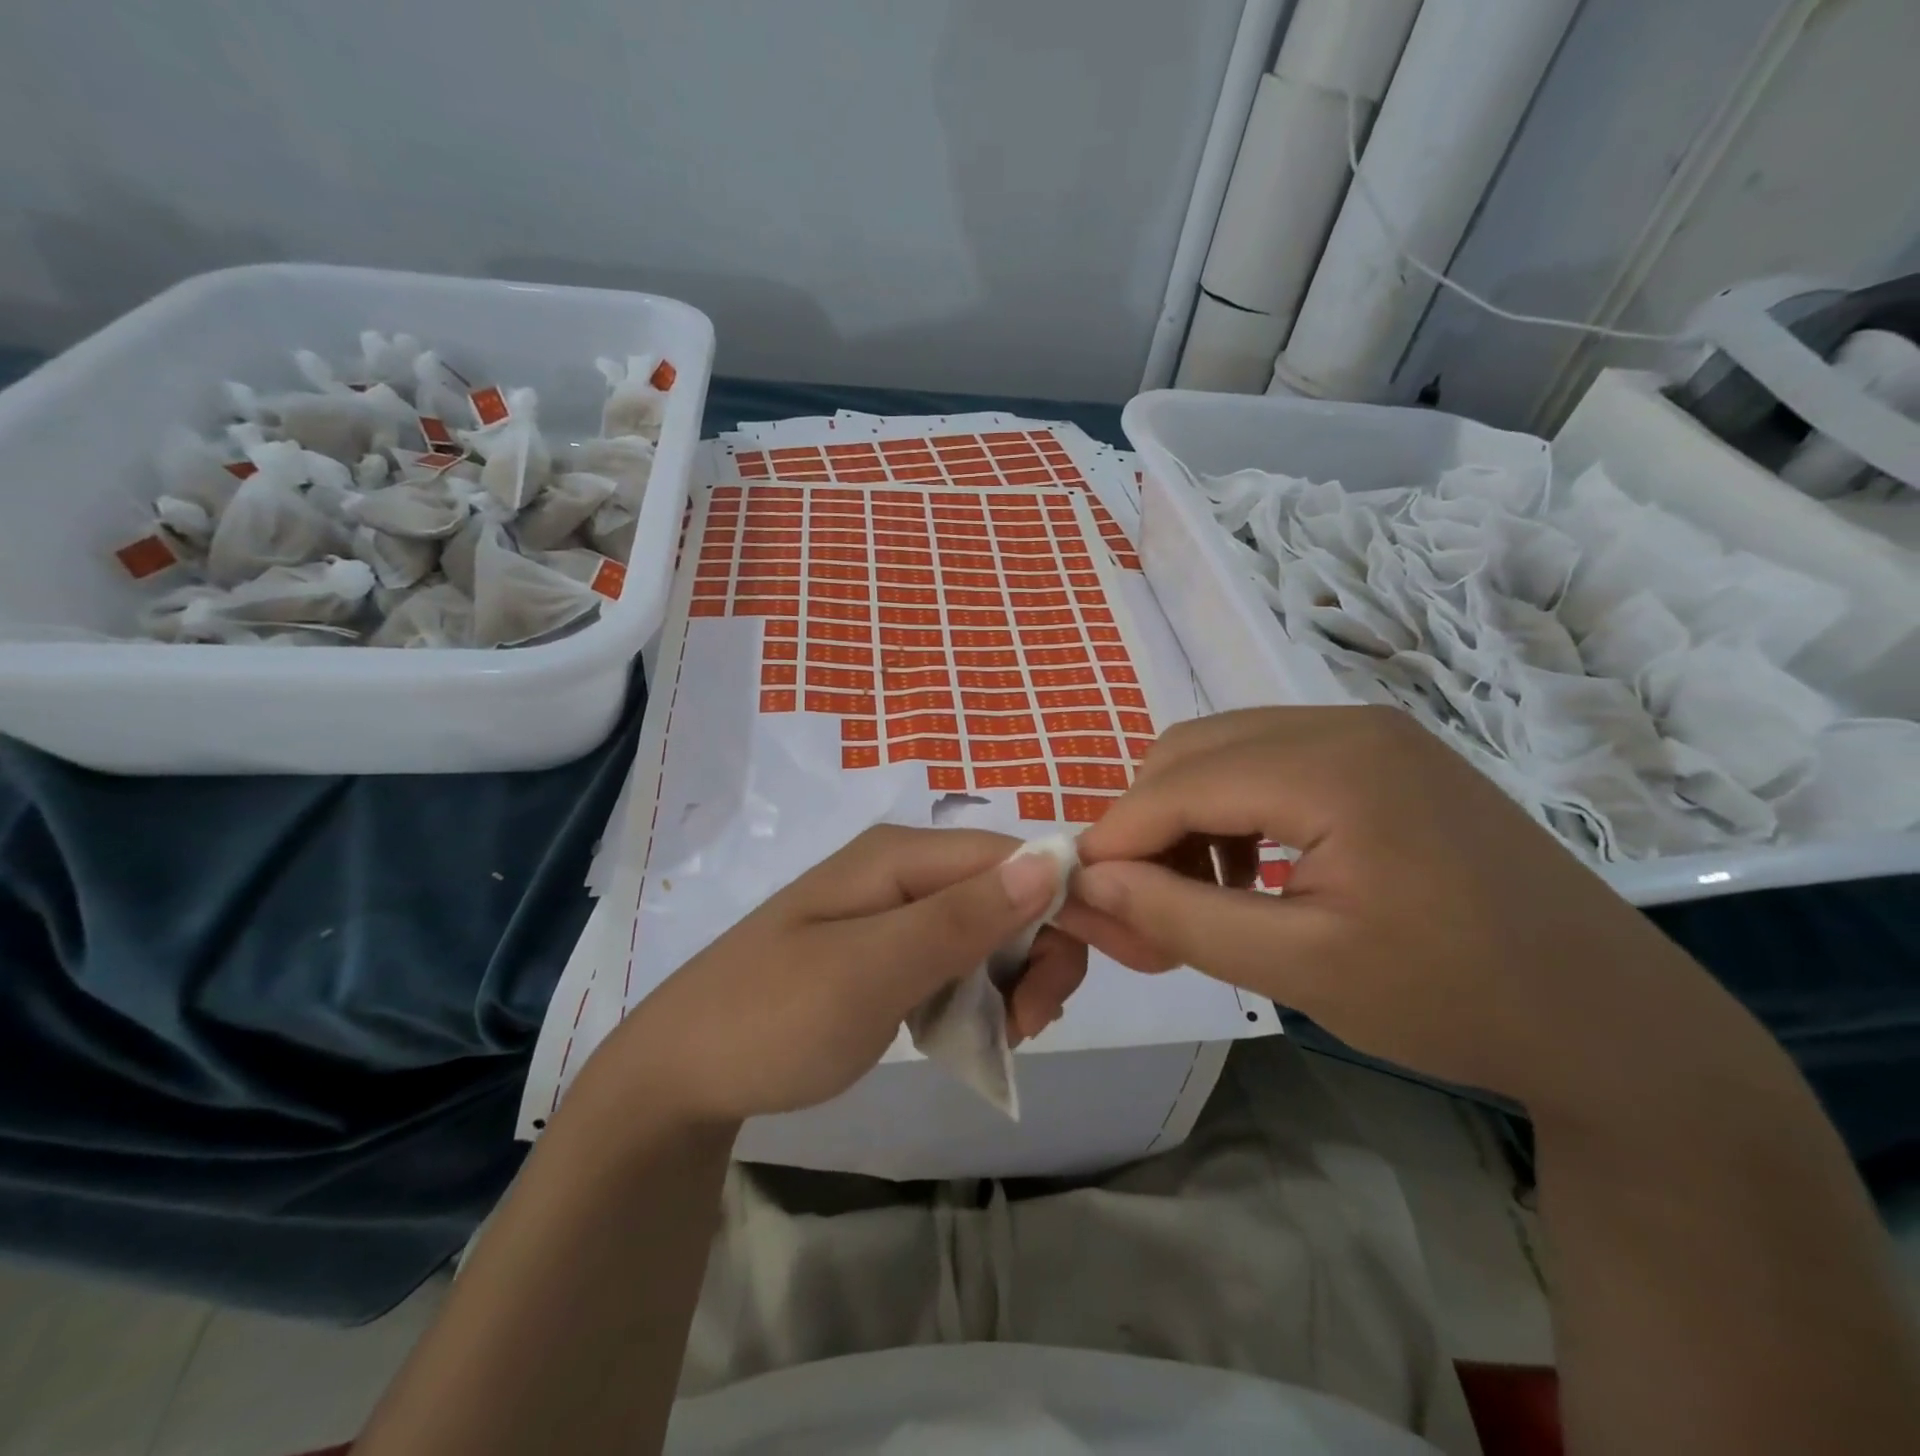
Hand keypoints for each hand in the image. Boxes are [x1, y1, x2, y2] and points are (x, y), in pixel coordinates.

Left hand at [587, 825, 1085, 1125]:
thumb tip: (1051, 860)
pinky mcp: (889, 952)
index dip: (1059, 904)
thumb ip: (960, 918)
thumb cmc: (772, 1019)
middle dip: (1037, 951)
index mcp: (900, 855)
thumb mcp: (871, 972)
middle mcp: (903, 870)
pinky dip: (982, 993)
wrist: (682, 1075)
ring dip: (1014, 978)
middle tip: (1029, 1025)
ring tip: (1002, 1036)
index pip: (1012, 857)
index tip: (1068, 981)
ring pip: (991, 929)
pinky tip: (979, 1031)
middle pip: (1007, 891)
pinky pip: (960, 959)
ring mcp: (895, 912)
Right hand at [1069, 707, 1725, 1116]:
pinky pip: (1270, 762)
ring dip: (1187, 817)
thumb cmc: (1454, 999)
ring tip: (1198, 894)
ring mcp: (1369, 731)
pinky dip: (1234, 810)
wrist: (1613, 1018)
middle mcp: (1342, 722)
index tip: (1082, 898)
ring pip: (1224, 752)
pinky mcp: (1384, 754)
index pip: (1175, 784)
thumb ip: (1178, 916)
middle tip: (1144, 905)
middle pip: (1191, 751)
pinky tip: (1252, 871)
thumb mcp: (1297, 968)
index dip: (1115, 838)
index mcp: (1329, 765)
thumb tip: (1086, 883)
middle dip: (1148, 824)